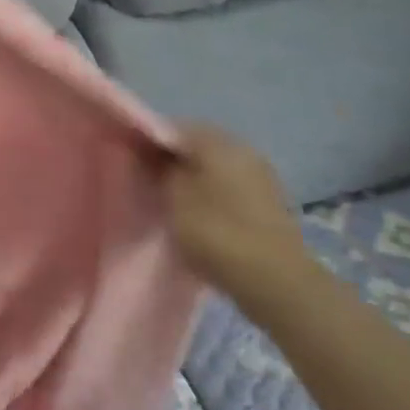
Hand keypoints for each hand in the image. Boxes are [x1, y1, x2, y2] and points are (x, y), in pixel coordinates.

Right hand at [163, 124, 310, 300]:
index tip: (134, 160)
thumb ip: (159, 169)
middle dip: (174, 160)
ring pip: (216, 167)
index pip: (174, 128)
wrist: (275, 281)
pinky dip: (213, 194)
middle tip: (150, 181)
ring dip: (195, 178)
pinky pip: (231, 187)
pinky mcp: (270, 202)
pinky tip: (199, 214)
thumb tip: (151, 153)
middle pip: (198, 146)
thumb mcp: (172, 197)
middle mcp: (243, 149)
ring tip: (172, 200)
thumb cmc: (216, 232)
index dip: (150, 141)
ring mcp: (261, 176)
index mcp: (217, 142)